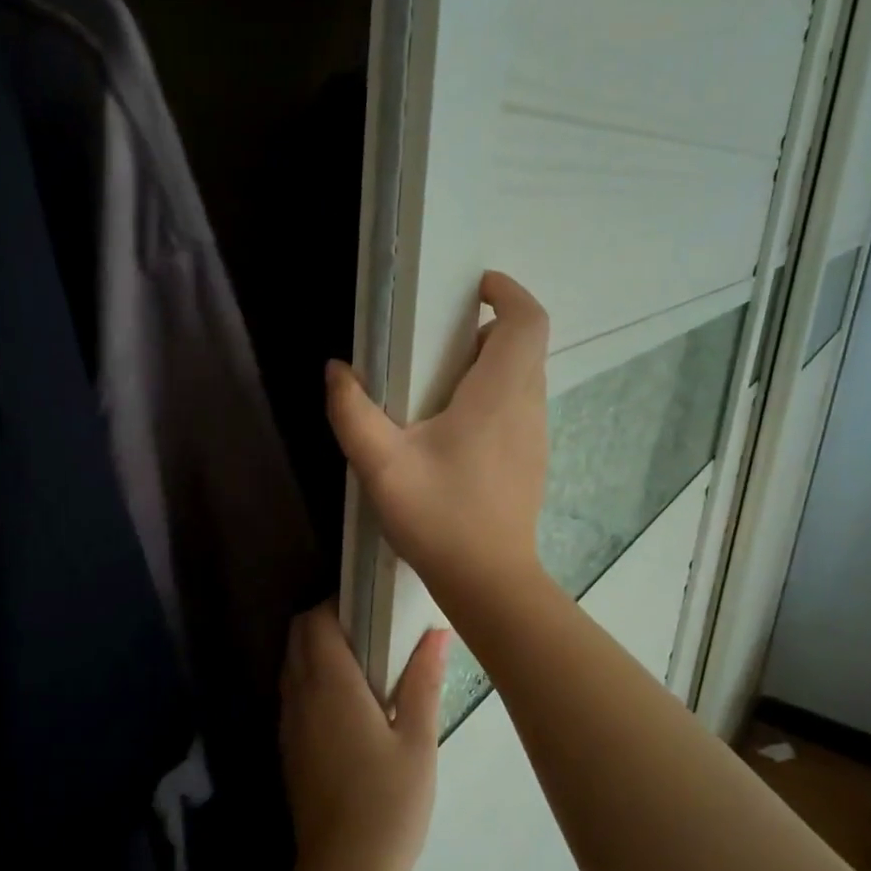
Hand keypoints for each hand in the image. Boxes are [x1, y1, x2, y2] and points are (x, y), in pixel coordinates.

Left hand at [280, 603, 449, 870]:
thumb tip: (437, 633)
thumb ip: (424, 681)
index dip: (337, 603)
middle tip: (370, 630)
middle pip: (298, 636)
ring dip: (316, 650)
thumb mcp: (418, 741)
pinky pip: (292, 693)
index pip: (315, 620)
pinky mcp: (287, 748)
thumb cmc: (390, 803)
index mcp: (330, 684)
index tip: (369, 605)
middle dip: (325, 621)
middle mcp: (300, 695)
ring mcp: (288, 723)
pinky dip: (310, 679)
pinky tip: (346, 702)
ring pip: (291, 664)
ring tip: (361, 662)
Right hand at [325, 270, 549, 604]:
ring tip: (436, 385)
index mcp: (500, 394)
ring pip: (523, 377)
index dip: (508, 292)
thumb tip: (335, 370)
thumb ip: (352, 412)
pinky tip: (451, 431)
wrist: (489, 582)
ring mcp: (534, 435)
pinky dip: (492, 396)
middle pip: (524, 345)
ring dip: (488, 365)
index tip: (474, 288)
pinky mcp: (530, 459)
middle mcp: (527, 406)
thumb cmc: (440, 517)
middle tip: (437, 341)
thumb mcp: (382, 464)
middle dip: (486, 329)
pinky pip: (518, 407)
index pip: (528, 320)